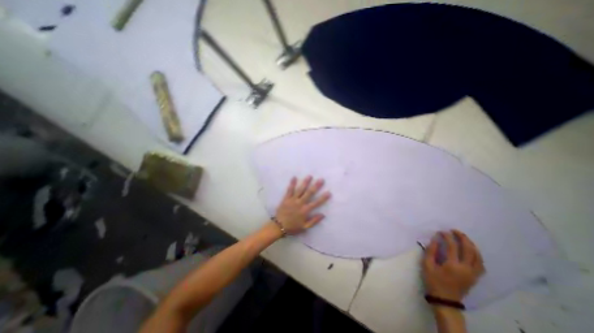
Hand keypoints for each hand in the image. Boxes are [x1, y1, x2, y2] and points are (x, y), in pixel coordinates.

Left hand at [275, 175, 332, 234]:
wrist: (278, 226)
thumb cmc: (293, 227)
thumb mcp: (305, 227)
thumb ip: (314, 221)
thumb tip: (323, 215)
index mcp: (305, 211)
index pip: (316, 203)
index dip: (323, 198)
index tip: (329, 192)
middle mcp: (300, 203)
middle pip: (309, 193)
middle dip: (316, 186)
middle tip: (321, 179)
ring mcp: (292, 200)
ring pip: (300, 190)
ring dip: (305, 182)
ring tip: (310, 176)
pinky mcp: (286, 198)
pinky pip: (289, 190)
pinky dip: (292, 184)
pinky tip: (294, 177)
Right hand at [420, 230, 483, 301]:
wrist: (445, 299)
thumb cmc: (433, 281)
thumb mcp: (427, 265)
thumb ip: (431, 251)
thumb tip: (435, 238)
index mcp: (453, 265)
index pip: (452, 246)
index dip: (447, 237)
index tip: (441, 231)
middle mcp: (466, 268)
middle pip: (469, 250)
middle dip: (462, 238)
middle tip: (454, 231)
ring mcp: (473, 273)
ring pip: (478, 256)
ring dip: (471, 245)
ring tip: (463, 238)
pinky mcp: (475, 277)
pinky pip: (480, 264)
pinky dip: (477, 255)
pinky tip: (471, 251)